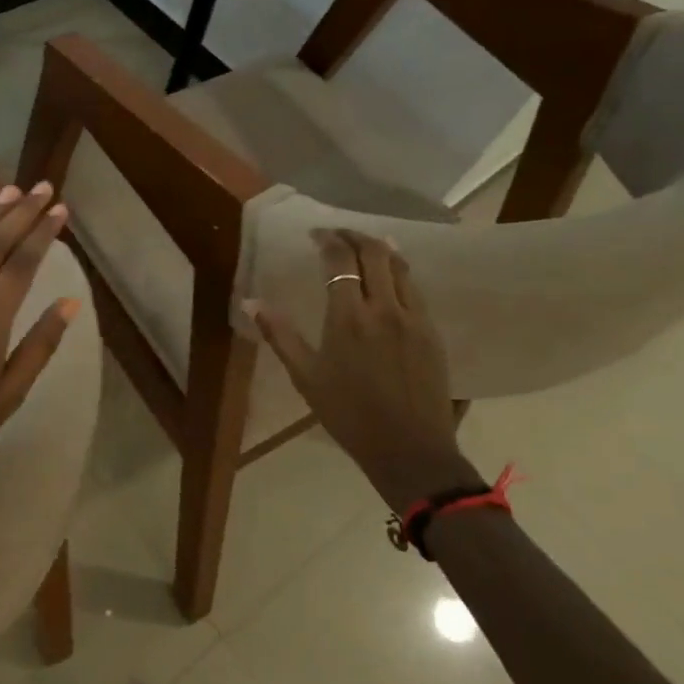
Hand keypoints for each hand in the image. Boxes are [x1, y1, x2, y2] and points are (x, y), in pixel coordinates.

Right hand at [246, 229, 467, 509]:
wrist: (410, 449)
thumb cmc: (348, 414)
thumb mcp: (305, 376)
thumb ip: (279, 334)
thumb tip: (250, 302)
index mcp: (349, 318)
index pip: (341, 261)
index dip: (328, 240)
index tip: (315, 234)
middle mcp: (385, 309)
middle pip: (376, 253)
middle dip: (355, 236)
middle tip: (338, 234)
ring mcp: (415, 319)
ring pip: (402, 267)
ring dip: (382, 249)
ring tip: (366, 245)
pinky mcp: (433, 332)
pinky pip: (416, 289)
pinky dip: (400, 272)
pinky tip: (391, 278)